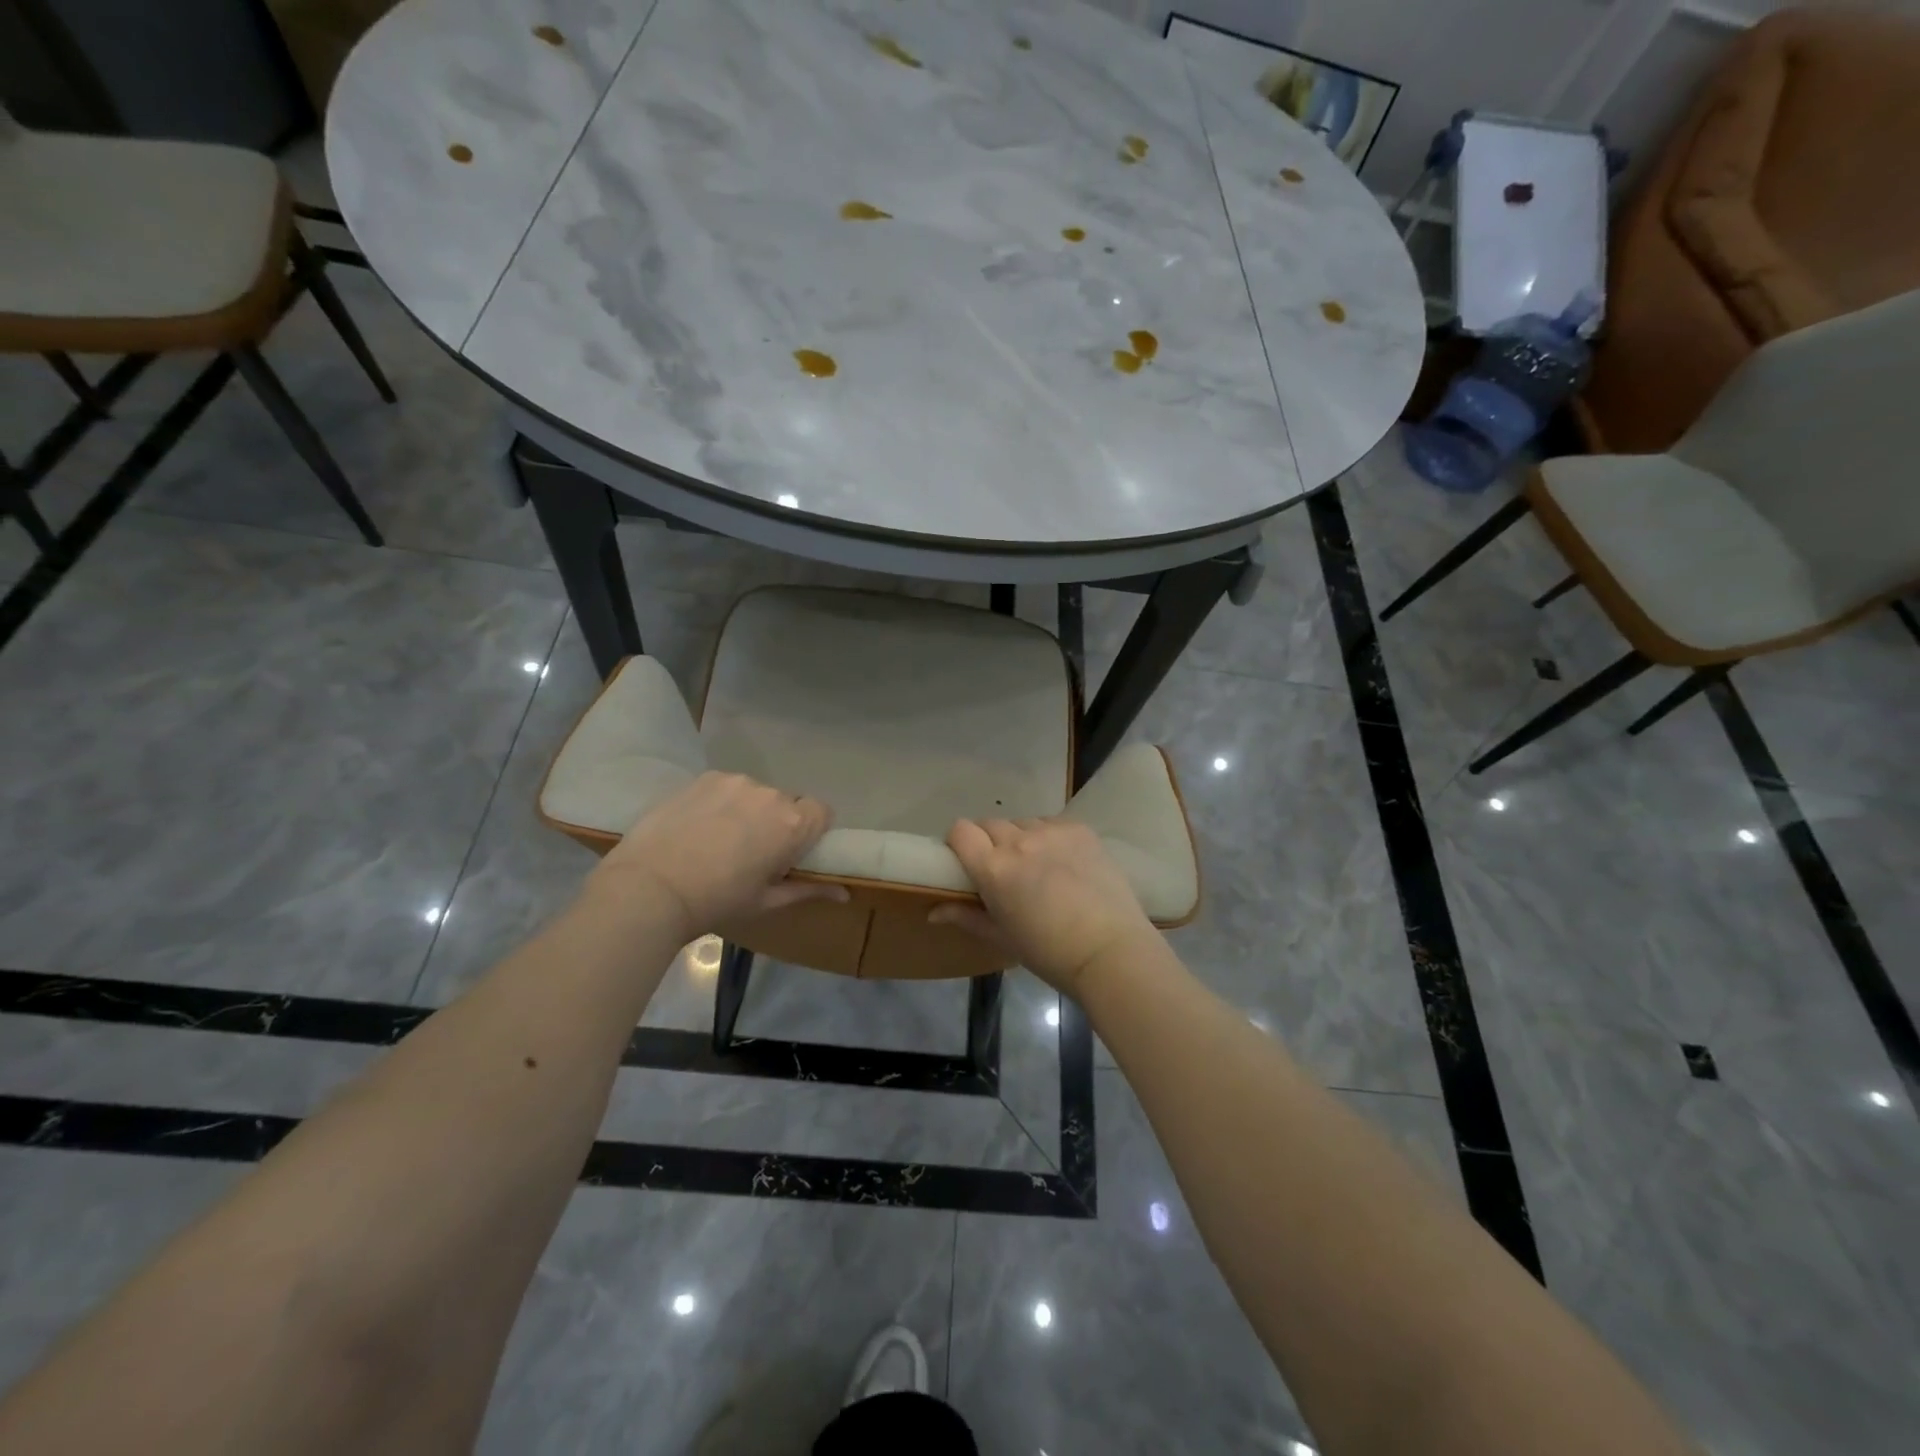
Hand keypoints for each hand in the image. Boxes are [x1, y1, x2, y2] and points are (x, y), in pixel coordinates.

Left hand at [585, 772, 846, 942]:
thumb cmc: (717, 901)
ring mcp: (735, 782)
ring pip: (754, 794)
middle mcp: (770, 794)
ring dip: (747, 811)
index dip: (811, 830)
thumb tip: (845, 894)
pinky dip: (721, 802)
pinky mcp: (705, 778)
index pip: (822, 811)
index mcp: (792, 824)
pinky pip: (726, 787)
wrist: (650, 887)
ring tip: (718, 840)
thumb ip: (809, 890)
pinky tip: (698, 827)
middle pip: (786, 803)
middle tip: (751, 853)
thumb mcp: (766, 901)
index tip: (791, 852)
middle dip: (776, 822)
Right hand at [931, 817, 1158, 996]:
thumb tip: (933, 912)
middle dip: (990, 842)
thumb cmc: (1049, 953)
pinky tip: (1064, 862)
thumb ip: (966, 916)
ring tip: (1038, 866)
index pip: (960, 830)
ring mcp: (1052, 831)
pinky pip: (1052, 823)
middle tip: (1004, 869)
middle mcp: (1018, 841)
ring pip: (1023, 823)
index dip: (959, 841)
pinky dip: (1050, 837)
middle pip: (990, 824)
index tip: (966, 859)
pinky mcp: (1079, 829)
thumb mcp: (1002, 937)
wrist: (1110, 950)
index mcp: (993, 869)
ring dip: (1021, 838)